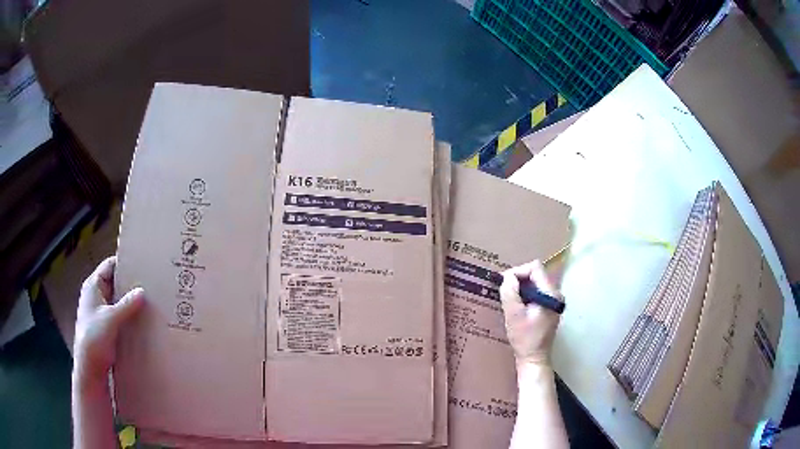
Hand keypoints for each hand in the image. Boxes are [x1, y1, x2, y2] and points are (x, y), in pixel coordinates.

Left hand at [73, 256, 143, 385]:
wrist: (90, 368)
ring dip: (131, 302)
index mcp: (93, 286)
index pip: (109, 265)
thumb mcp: (111, 319)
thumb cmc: (94, 338)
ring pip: (118, 300)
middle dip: (130, 283)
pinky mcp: (107, 327)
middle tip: (150, 283)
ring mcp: (101, 311)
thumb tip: (142, 291)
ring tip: (150, 301)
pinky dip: (130, 315)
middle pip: (115, 282)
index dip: (124, 262)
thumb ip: (127, 305)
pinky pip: (120, 315)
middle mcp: (96, 295)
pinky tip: (142, 320)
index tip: (142, 263)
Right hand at [500, 260, 562, 367]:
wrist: (534, 359)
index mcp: (550, 293)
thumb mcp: (513, 315)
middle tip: (504, 291)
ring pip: (535, 283)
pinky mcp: (550, 307)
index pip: (535, 268)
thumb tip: (507, 276)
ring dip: (521, 288)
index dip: (518, 271)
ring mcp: (554, 301)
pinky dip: (525, 295)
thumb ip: (510, 292)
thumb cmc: (524, 338)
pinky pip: (537, 292)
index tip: (504, 283)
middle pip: (536, 274)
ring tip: (509, 299)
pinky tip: (517, 306)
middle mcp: (556, 294)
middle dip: (518, 280)